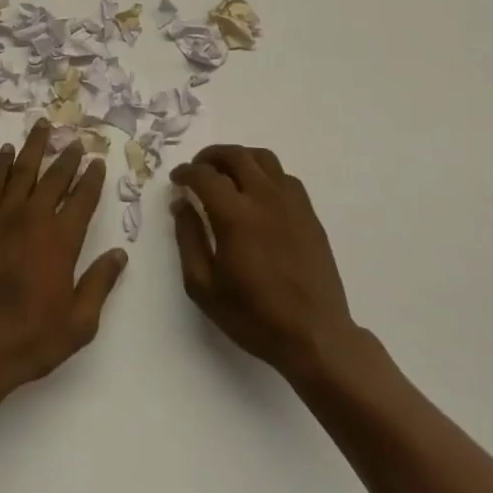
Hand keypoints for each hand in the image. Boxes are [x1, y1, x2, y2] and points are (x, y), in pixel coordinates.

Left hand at [0, 120, 126, 398]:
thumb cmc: (31, 339)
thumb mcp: (79, 322)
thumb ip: (100, 283)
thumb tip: (119, 253)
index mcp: (61, 241)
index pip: (82, 199)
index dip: (92, 179)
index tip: (98, 161)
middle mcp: (33, 220)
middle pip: (55, 178)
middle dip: (68, 158)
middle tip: (77, 141)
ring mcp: (2, 218)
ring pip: (22, 171)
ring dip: (35, 147)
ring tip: (43, 125)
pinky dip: (2, 165)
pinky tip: (8, 152)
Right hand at [171, 146, 376, 382]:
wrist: (315, 336)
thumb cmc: (253, 316)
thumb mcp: (204, 286)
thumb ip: (188, 238)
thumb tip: (181, 204)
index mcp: (235, 216)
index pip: (205, 175)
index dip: (186, 172)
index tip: (177, 180)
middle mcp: (264, 198)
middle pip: (235, 155)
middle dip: (210, 156)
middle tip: (198, 170)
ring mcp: (291, 203)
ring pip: (263, 158)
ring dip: (239, 158)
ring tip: (226, 174)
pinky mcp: (309, 213)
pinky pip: (284, 176)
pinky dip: (264, 173)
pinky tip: (257, 193)